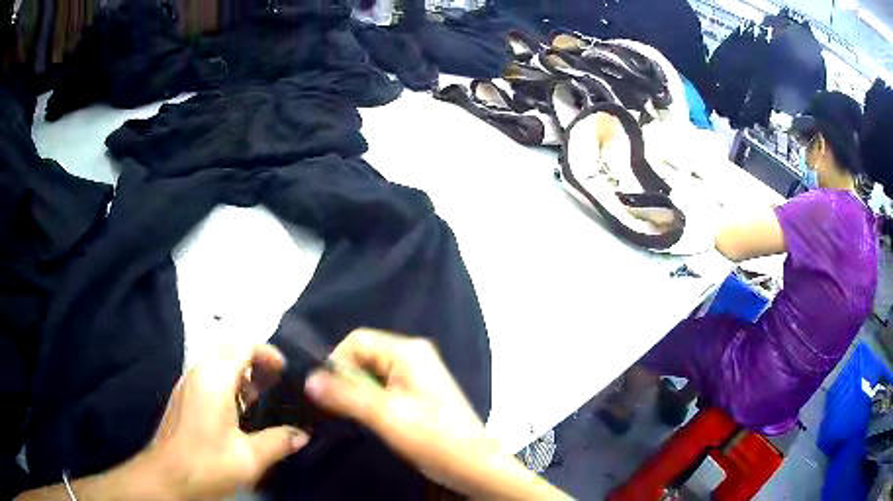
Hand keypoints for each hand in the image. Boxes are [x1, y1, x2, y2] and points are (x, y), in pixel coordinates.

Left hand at [138, 344, 308, 499]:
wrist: (167, 476)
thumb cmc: (207, 464)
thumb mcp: (248, 458)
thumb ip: (278, 442)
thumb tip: (302, 434)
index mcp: (214, 380)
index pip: (242, 346)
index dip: (266, 352)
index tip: (284, 370)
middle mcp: (197, 373)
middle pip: (227, 348)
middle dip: (252, 358)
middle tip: (273, 380)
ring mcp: (186, 384)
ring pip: (215, 360)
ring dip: (238, 369)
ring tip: (259, 396)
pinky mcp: (182, 396)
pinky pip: (206, 374)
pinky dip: (225, 380)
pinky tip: (236, 410)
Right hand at [303, 329, 566, 499]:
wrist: (474, 465)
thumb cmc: (434, 438)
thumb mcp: (385, 415)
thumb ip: (345, 395)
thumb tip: (310, 380)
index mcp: (408, 351)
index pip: (356, 340)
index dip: (337, 362)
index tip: (329, 393)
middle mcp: (413, 356)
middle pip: (363, 355)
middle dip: (348, 380)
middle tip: (345, 409)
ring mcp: (417, 375)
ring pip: (371, 374)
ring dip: (359, 393)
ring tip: (362, 418)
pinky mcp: (418, 393)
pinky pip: (384, 387)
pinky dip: (371, 401)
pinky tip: (375, 420)